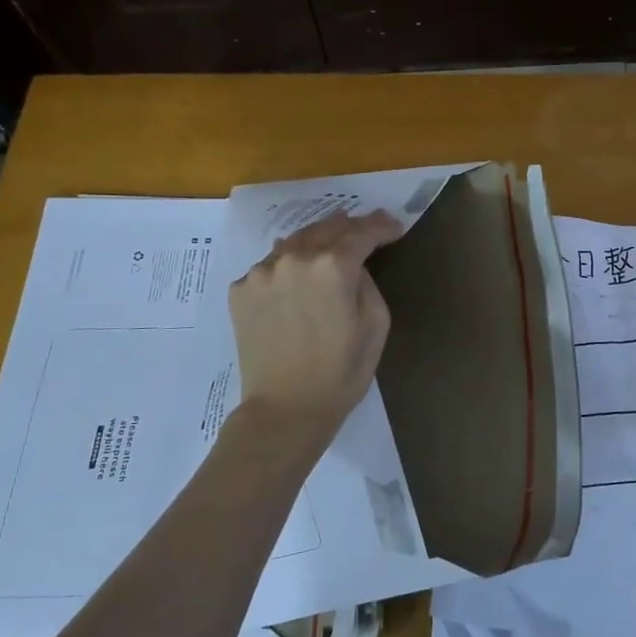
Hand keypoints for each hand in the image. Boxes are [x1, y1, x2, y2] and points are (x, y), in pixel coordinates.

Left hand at [229, 210, 402, 438]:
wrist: (284, 410)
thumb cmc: (341, 373)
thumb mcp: (376, 325)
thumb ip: (367, 282)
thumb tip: (352, 266)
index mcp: (333, 266)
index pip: (362, 232)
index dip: (382, 226)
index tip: (394, 227)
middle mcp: (294, 258)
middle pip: (326, 228)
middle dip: (350, 226)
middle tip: (365, 229)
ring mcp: (262, 272)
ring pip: (295, 243)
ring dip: (316, 242)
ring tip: (329, 245)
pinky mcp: (241, 289)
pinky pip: (271, 266)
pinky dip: (288, 266)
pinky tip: (296, 278)